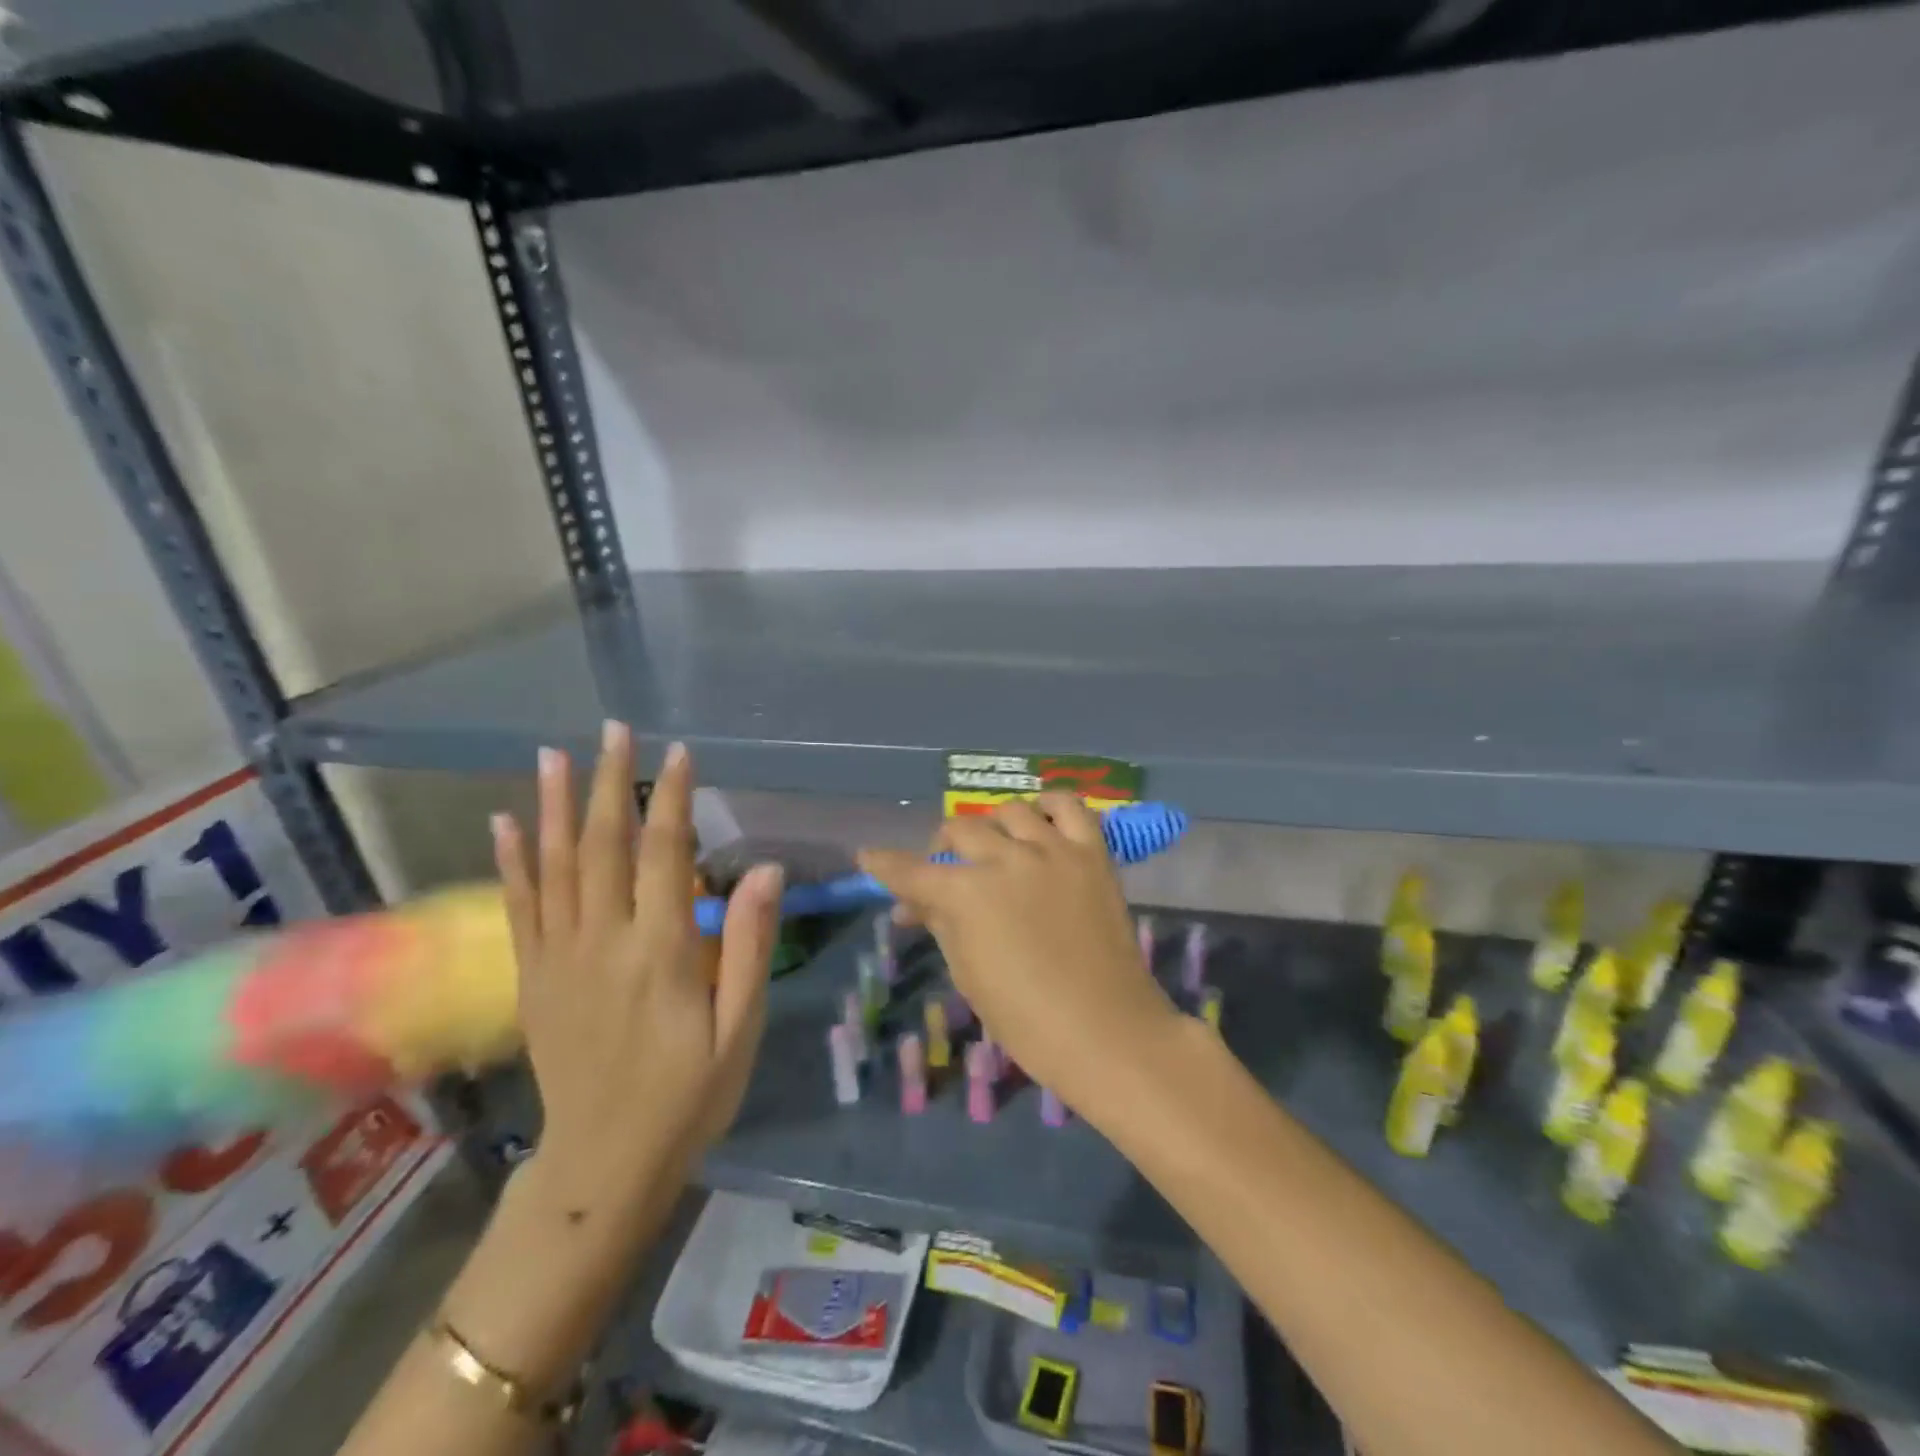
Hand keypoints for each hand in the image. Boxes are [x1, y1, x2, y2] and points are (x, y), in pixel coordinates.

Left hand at [490, 726, 781, 1218]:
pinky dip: (512, 860)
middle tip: (614, 730)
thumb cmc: (689, 1094)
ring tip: (552, 754)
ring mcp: (559, 958)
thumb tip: (766, 869)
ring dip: (554, 805)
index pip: (666, 854)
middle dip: (610, 782)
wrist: (603, 1163)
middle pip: (605, 845)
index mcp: (661, 951)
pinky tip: (505, 822)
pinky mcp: (533, 977)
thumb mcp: (740, 1028)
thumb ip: (749, 945)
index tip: (678, 752)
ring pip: (554, 866)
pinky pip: (520, 906)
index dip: (672, 798)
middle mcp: (603, 941)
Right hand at [858, 795, 1182, 1118]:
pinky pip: (1069, 806)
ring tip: (995, 847)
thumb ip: (940, 924)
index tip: (869, 857)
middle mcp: (1006, 859)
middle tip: (945, 871)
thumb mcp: (968, 973)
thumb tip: (912, 905)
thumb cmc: (1026, 1019)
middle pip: (959, 830)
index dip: (885, 864)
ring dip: (992, 826)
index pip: (912, 871)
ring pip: (1010, 811)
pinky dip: (1049, 806)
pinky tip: (1040, 820)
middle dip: (941, 848)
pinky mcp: (1092, 853)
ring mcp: (1053, 850)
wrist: (1105, 1030)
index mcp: (967, 894)